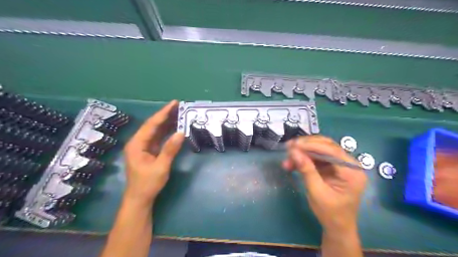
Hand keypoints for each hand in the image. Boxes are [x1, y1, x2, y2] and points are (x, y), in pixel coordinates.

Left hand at [124, 101, 184, 206]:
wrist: (140, 198)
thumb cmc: (148, 184)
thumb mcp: (160, 167)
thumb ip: (170, 149)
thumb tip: (181, 133)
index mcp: (137, 144)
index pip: (151, 124)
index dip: (163, 113)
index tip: (174, 104)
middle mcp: (138, 142)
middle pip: (153, 125)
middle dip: (165, 115)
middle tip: (179, 106)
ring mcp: (143, 146)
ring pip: (155, 130)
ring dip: (167, 122)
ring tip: (179, 113)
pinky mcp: (148, 150)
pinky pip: (158, 137)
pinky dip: (166, 131)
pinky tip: (175, 127)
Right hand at [283, 136, 367, 232]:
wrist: (337, 226)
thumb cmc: (330, 213)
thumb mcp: (316, 192)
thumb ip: (306, 170)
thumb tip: (293, 152)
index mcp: (352, 172)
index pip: (332, 151)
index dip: (311, 145)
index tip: (294, 145)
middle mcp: (350, 164)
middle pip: (327, 146)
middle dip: (306, 146)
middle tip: (289, 146)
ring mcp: (342, 165)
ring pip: (321, 149)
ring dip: (304, 152)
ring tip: (288, 156)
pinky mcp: (333, 167)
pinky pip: (318, 157)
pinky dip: (305, 158)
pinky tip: (293, 162)